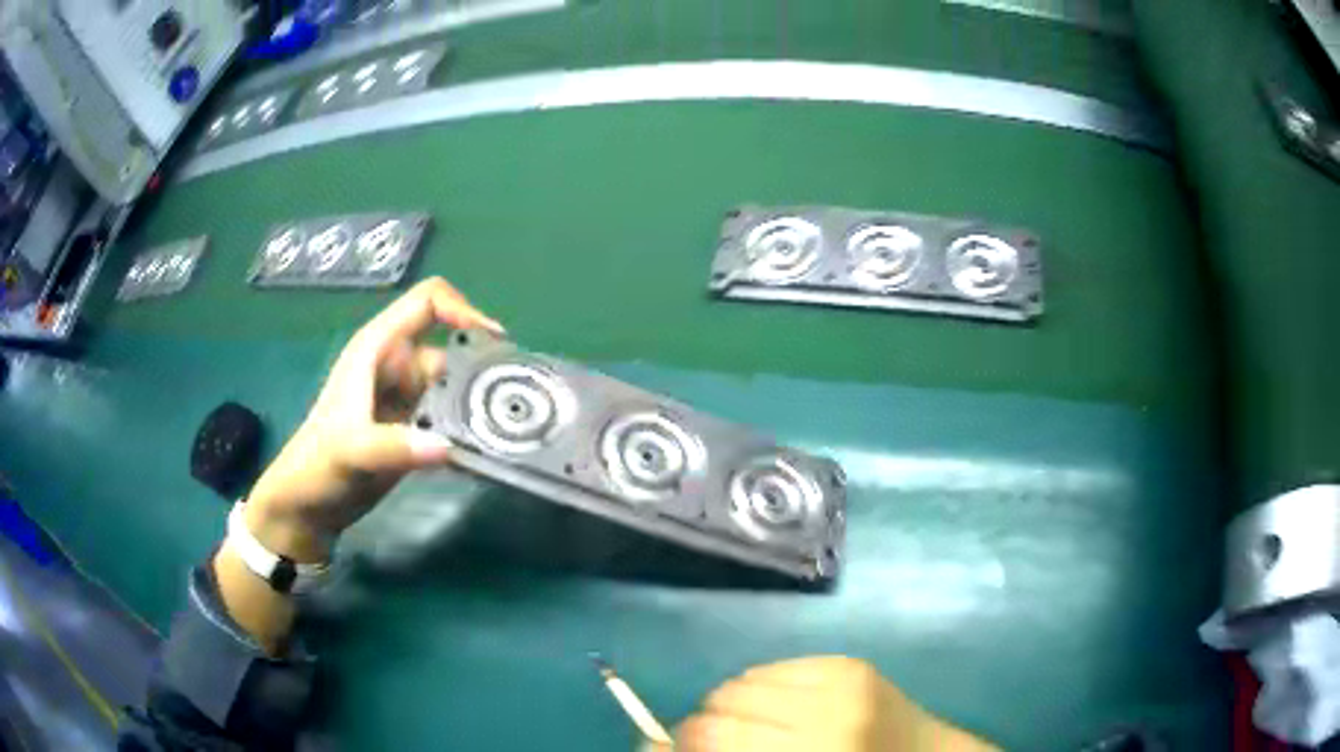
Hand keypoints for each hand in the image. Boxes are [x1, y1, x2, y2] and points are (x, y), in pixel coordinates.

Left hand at [243, 278, 502, 562]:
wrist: (308, 506)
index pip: (427, 303)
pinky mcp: (414, 428)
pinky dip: (469, 428)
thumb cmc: (317, 464)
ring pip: (455, 385)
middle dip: (479, 367)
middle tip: (511, 398)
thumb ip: (394, 447)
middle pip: (451, 348)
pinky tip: (484, 448)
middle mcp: (397, 365)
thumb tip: (448, 448)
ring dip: (477, 403)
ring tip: (505, 428)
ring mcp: (407, 397)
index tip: (494, 343)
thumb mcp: (350, 450)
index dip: (462, 310)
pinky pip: (451, 416)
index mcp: (379, 348)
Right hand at [664, 657, 996, 751]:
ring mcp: (840, 680)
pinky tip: (786, 711)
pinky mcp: (849, 662)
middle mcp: (824, 713)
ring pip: (742, 680)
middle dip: (703, 727)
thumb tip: (654, 743)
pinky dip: (765, 690)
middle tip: (719, 746)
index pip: (705, 735)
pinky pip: (775, 668)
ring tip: (757, 729)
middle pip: (718, 703)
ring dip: (734, 707)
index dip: (676, 745)